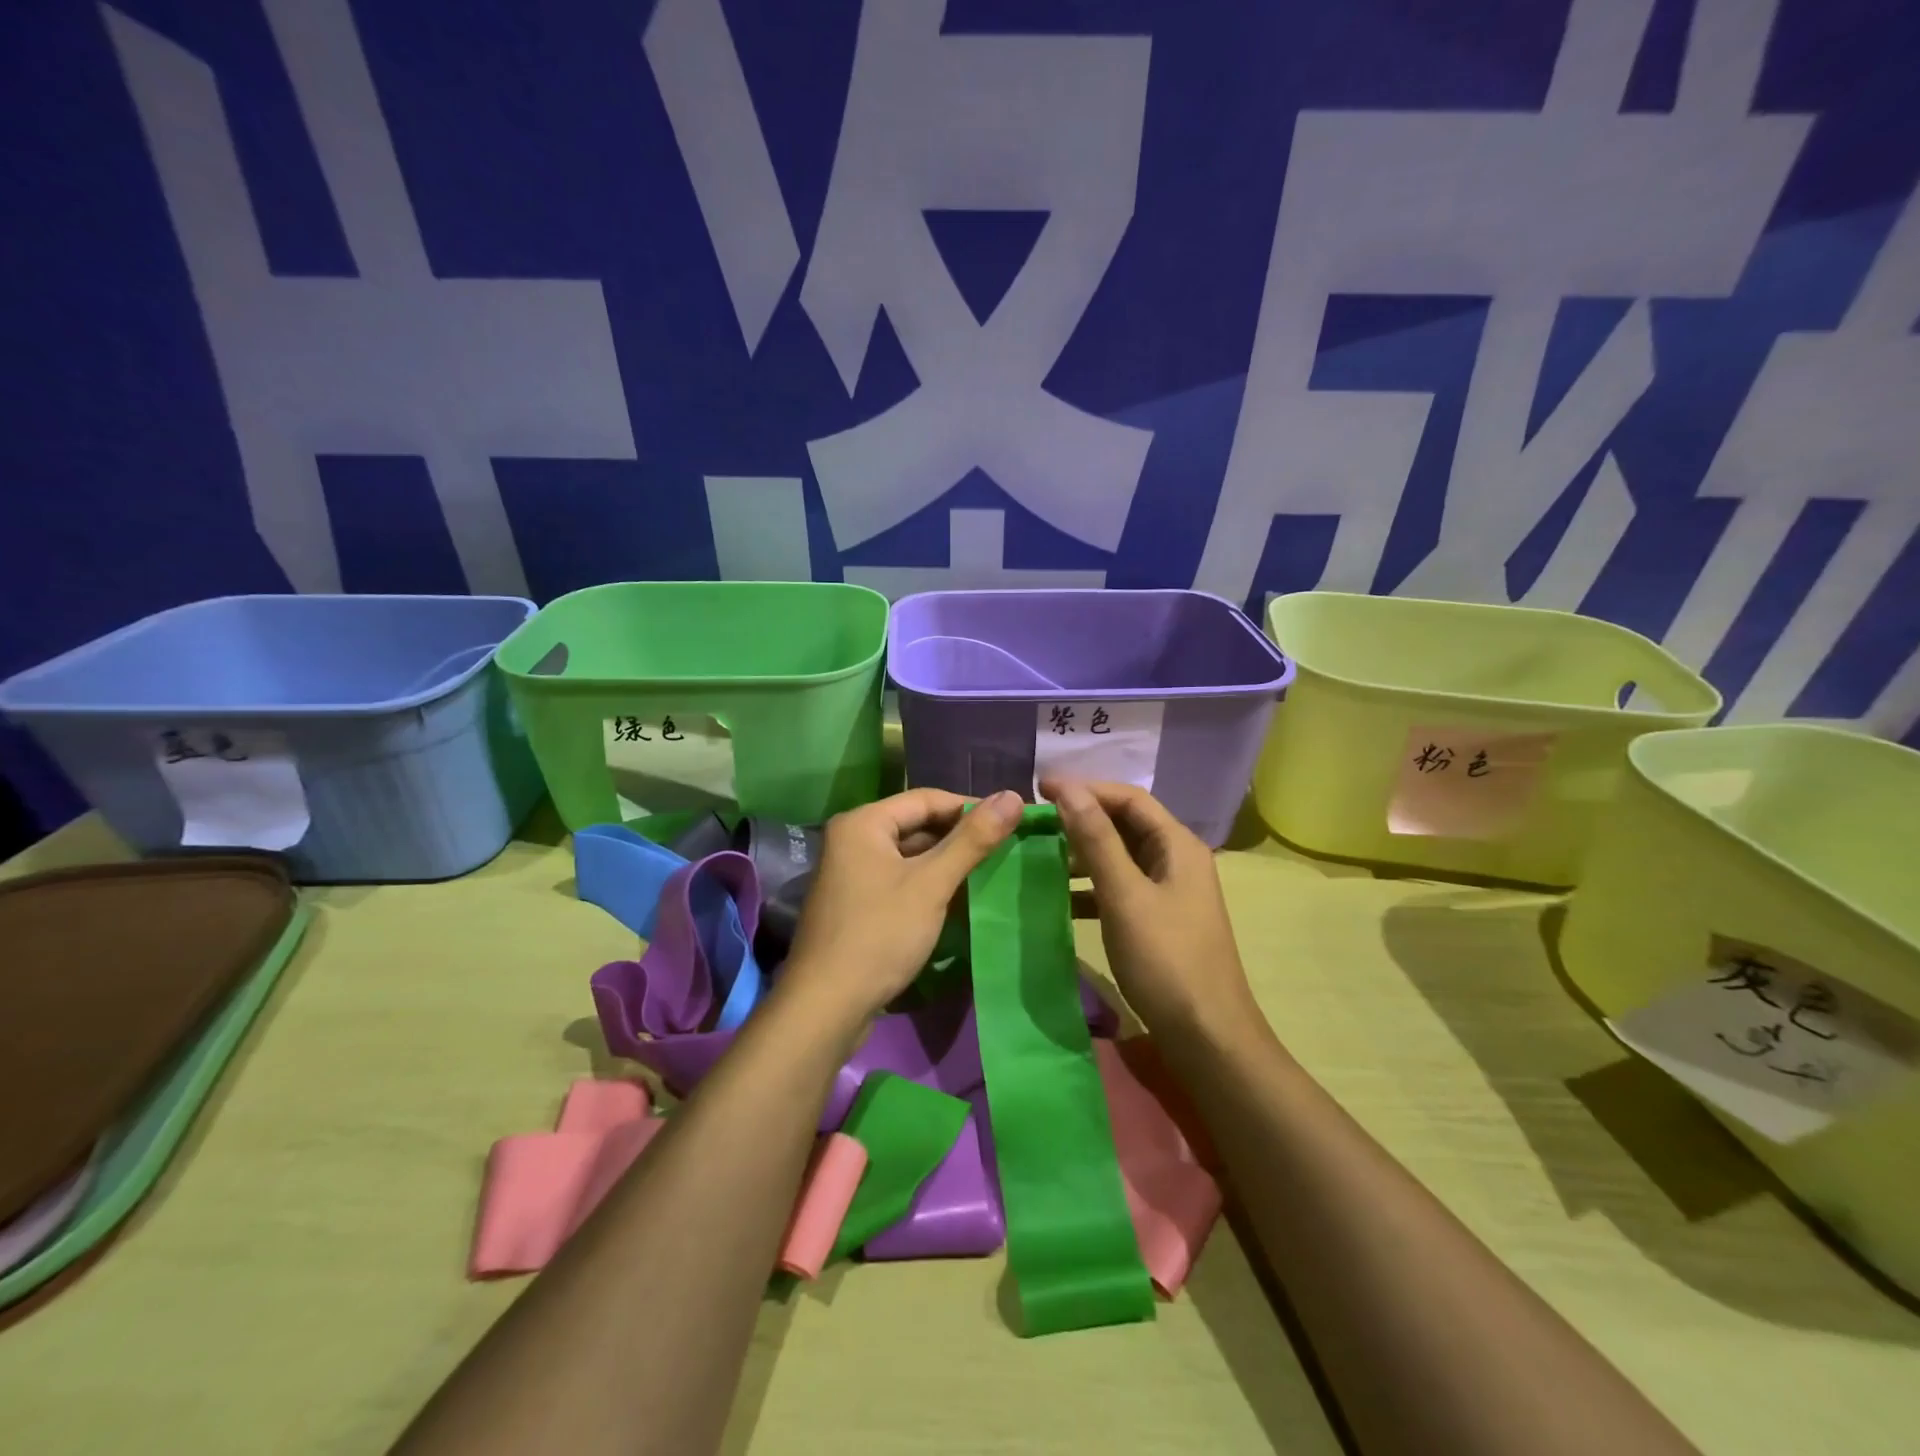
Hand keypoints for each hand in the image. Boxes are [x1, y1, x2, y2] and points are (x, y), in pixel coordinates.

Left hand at [781, 788, 1024, 1023]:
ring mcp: (850, 873)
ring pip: (909, 855)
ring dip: (946, 862)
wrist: (826, 1006)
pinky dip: (928, 884)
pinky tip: (959, 899)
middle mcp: (852, 839)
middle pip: (916, 825)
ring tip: (990, 872)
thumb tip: (1014, 796)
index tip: (1011, 821)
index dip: (970, 807)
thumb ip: (972, 840)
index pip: (926, 799)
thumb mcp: (932, 884)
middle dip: (959, 837)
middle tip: (1005, 848)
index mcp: (863, 823)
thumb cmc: (880, 934)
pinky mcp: (856, 903)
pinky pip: (899, 880)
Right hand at [1043, 778, 1256, 1036]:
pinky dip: (1090, 888)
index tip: (1040, 789)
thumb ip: (1096, 840)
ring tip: (1039, 856)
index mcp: (1177, 845)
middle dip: (1081, 819)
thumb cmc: (1166, 960)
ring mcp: (1169, 891)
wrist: (1207, 1036)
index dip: (1085, 788)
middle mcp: (1176, 859)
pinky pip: (1119, 889)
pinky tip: (1059, 899)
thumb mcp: (1125, 895)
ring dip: (1082, 854)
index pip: (1128, 798)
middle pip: (1125, 824)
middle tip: (1036, 822)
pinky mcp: (1158, 920)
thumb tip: (1068, 789)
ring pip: (1120, 857)